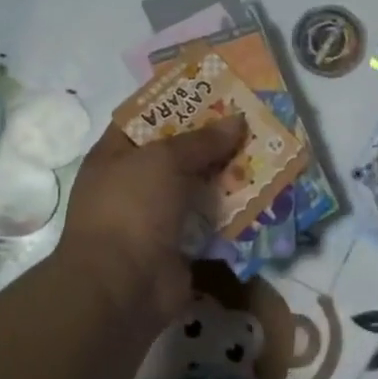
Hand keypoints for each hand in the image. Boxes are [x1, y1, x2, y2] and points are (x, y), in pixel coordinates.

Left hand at [59, 116, 245, 324]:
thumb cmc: (131, 208)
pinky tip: (261, 193)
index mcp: (114, 156)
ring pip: (196, 186)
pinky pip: (209, 220)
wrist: (122, 287)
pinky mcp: (178, 245)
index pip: (145, 119)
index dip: (176, 103)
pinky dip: (231, 210)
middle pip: (176, 153)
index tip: (214, 91)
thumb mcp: (164, 160)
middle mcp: (132, 183)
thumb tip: (237, 121)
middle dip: (211, 139)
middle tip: (249, 120)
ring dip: (226, 173)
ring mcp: (154, 217)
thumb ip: (201, 140)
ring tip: (263, 151)